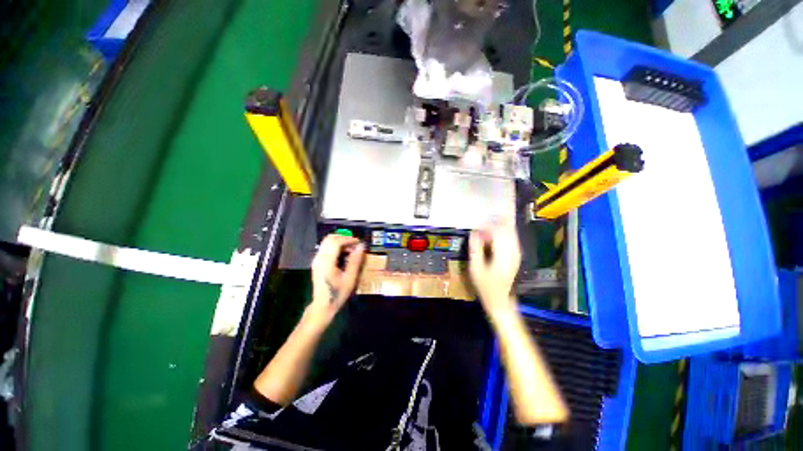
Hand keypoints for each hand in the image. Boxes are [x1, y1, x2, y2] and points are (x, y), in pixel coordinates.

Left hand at [310, 234, 365, 320]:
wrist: (322, 305)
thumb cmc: (338, 293)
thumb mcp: (350, 278)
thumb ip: (355, 261)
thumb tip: (361, 246)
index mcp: (326, 262)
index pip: (336, 242)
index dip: (348, 239)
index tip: (359, 242)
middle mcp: (319, 258)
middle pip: (330, 239)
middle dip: (344, 238)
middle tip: (355, 245)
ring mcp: (316, 260)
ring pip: (327, 242)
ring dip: (339, 241)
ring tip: (351, 249)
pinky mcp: (317, 262)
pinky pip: (325, 247)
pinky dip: (335, 246)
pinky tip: (343, 254)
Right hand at [469, 221, 520, 314]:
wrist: (500, 300)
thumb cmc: (485, 286)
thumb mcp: (476, 269)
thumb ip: (475, 249)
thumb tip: (474, 232)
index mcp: (503, 255)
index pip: (499, 232)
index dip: (490, 224)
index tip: (480, 221)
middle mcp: (513, 252)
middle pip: (509, 230)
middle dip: (499, 220)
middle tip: (488, 212)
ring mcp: (516, 253)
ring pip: (512, 233)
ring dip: (502, 224)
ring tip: (492, 218)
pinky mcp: (516, 255)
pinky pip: (512, 238)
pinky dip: (505, 231)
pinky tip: (497, 231)